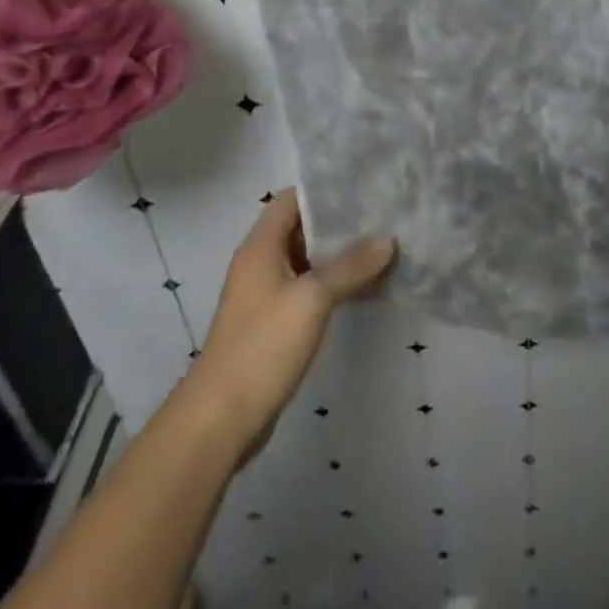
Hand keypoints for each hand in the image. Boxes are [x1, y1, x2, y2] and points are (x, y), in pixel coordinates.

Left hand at [187, 188, 395, 458]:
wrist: (220, 420)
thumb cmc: (263, 346)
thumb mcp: (312, 299)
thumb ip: (351, 266)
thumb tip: (388, 238)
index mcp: (261, 246)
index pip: (292, 198)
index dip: (324, 191)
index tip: (362, 188)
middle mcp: (260, 263)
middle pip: (302, 228)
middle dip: (339, 223)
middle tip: (382, 216)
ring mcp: (266, 295)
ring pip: (307, 261)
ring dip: (339, 256)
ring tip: (382, 248)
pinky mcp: (273, 324)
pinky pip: (308, 290)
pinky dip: (333, 284)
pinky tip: (365, 288)